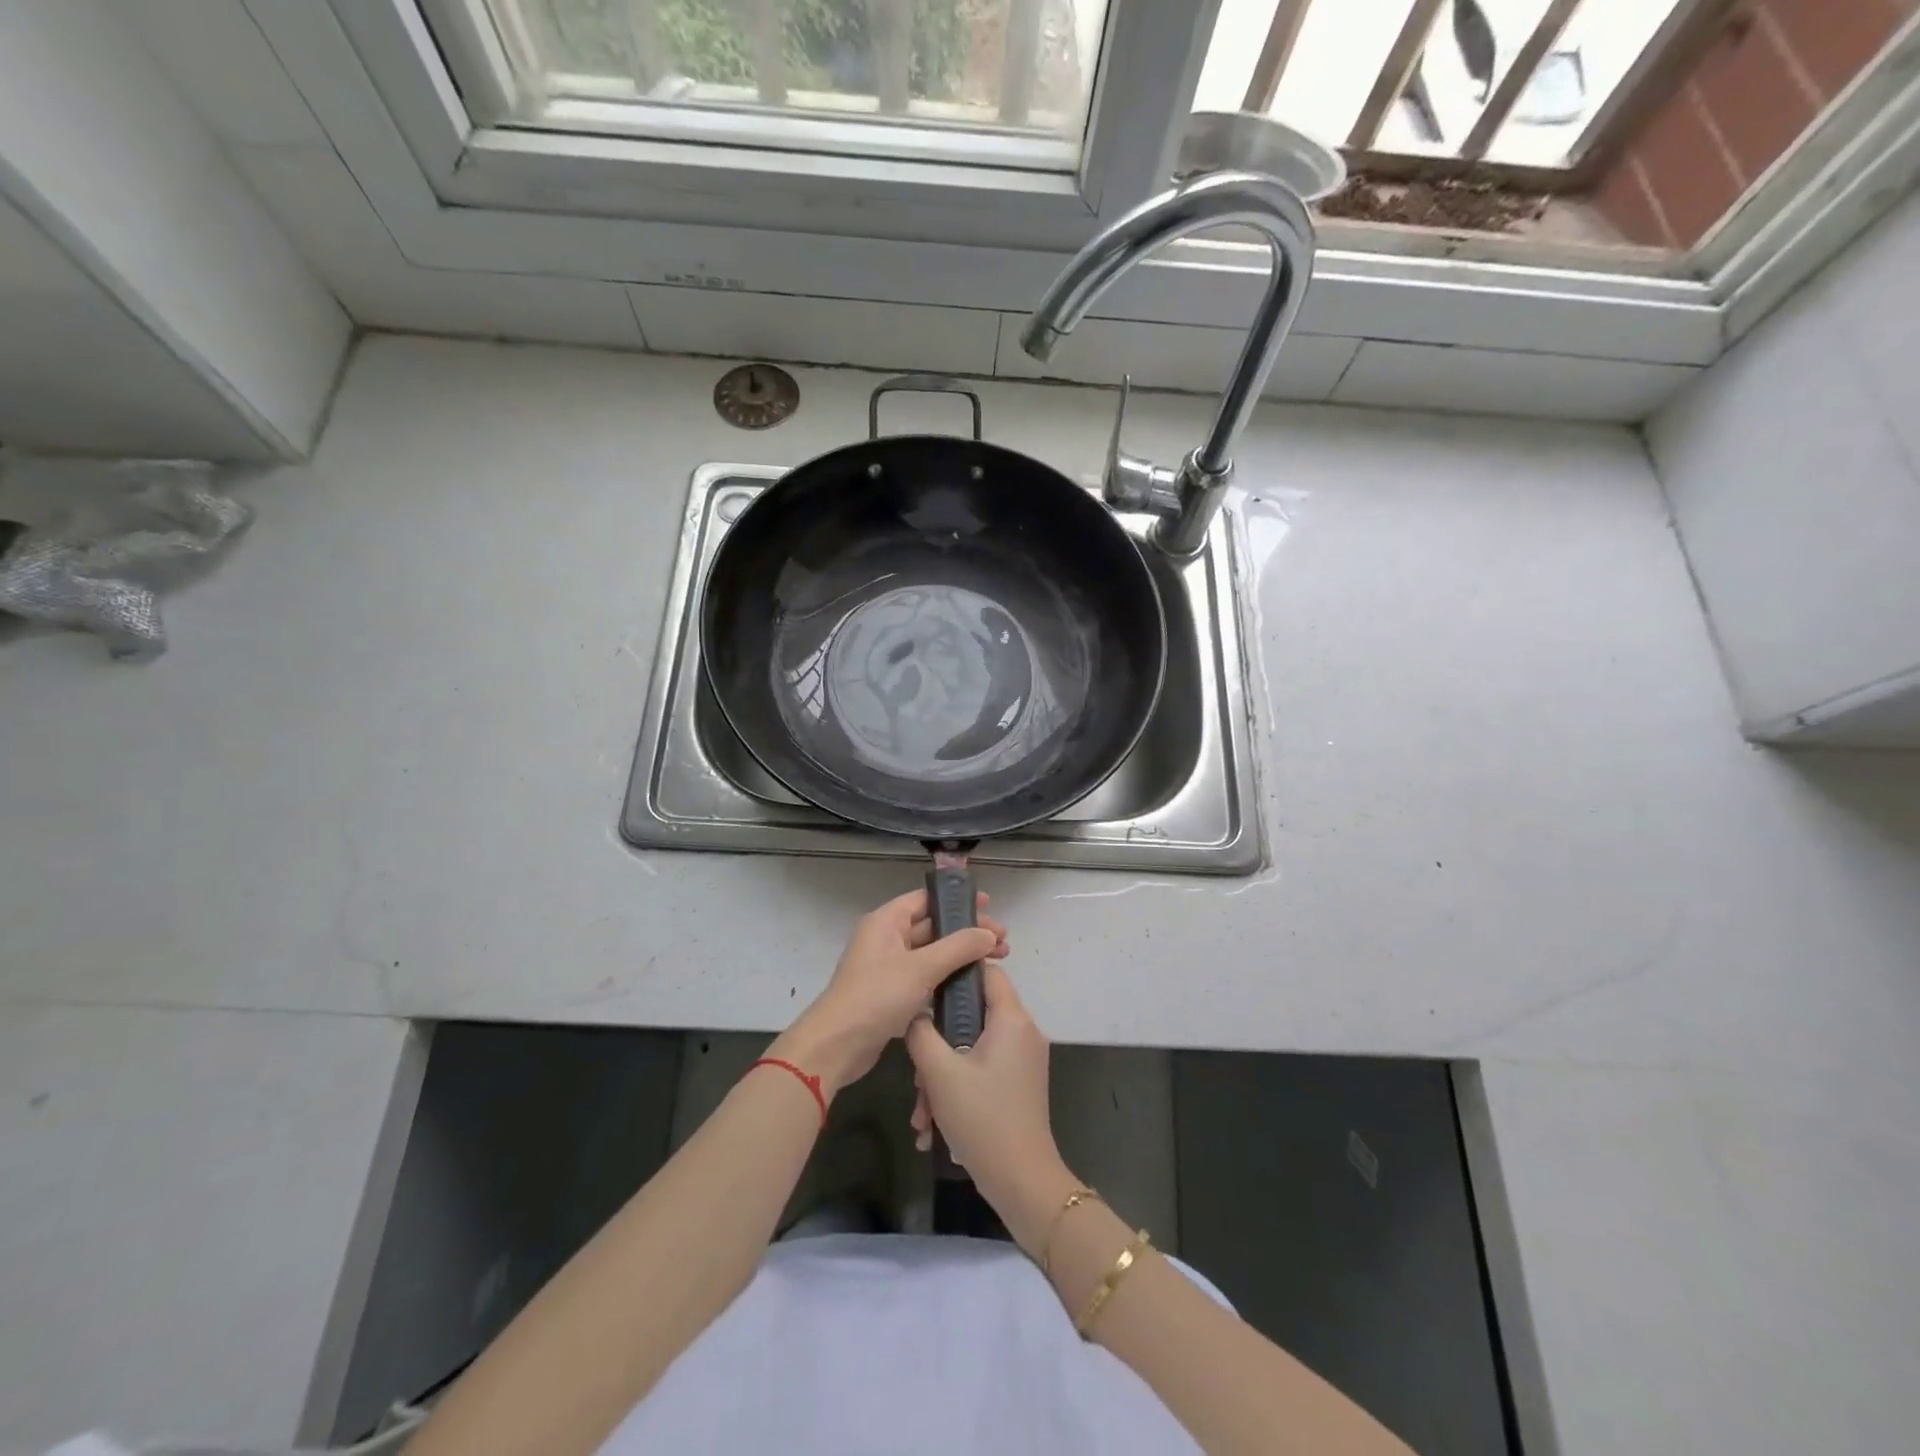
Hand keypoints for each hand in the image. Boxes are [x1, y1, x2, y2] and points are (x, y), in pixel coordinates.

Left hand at [774, 889, 1006, 1098]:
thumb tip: (988, 933)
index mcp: (887, 921)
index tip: (989, 906)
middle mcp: (887, 939)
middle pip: (933, 926)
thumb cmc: (877, 996)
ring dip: (961, 956)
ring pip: (932, 954)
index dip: (958, 901)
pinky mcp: (892, 994)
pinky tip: (972, 986)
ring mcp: (889, 967)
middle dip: (967, 932)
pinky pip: (926, 977)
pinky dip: (948, 978)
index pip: (926, 899)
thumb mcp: (921, 968)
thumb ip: (958, 947)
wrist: (837, 1046)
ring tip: (997, 962)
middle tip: (1002, 943)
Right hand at [906, 964, 1077, 1257]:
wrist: (1021, 1181)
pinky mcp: (1019, 1084)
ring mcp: (1023, 1059)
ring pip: (972, 1047)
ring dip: (942, 1075)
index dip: (955, 972)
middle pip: (973, 1014)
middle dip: (938, 1042)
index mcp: (1012, 1018)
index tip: (924, 989)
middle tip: (917, 1073)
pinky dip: (958, 1090)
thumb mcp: (939, 1072)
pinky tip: (933, 1126)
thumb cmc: (982, 1118)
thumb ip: (921, 1032)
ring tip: (922, 1113)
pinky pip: (982, 1069)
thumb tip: (915, 1012)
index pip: (986, 971)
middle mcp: (1023, 1031)